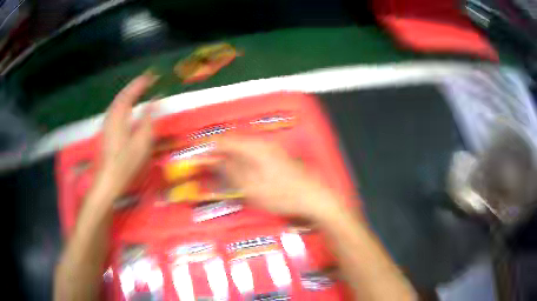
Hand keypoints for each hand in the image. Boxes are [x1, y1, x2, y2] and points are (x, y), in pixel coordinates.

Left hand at [97, 74, 156, 198]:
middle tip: (149, 79)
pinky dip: (125, 102)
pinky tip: (129, 105)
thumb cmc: (126, 163)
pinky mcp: (106, 130)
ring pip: (118, 101)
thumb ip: (148, 118)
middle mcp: (111, 115)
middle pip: (123, 95)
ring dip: (130, 92)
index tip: (153, 75)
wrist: (108, 180)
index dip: (142, 83)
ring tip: (141, 88)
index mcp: (119, 116)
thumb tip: (155, 100)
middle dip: (136, 85)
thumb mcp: (142, 142)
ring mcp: (107, 123)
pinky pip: (116, 108)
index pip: (131, 93)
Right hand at [215, 136, 342, 220]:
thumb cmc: (283, 195)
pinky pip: (251, 154)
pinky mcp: (275, 156)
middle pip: (232, 143)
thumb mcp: (251, 188)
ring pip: (241, 149)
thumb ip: (230, 171)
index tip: (199, 158)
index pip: (223, 140)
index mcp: (254, 148)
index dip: (208, 148)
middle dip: (218, 154)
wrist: (312, 198)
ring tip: (222, 174)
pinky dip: (241, 162)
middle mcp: (262, 144)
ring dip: (229, 158)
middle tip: (209, 168)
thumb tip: (214, 160)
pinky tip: (240, 175)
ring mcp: (270, 149)